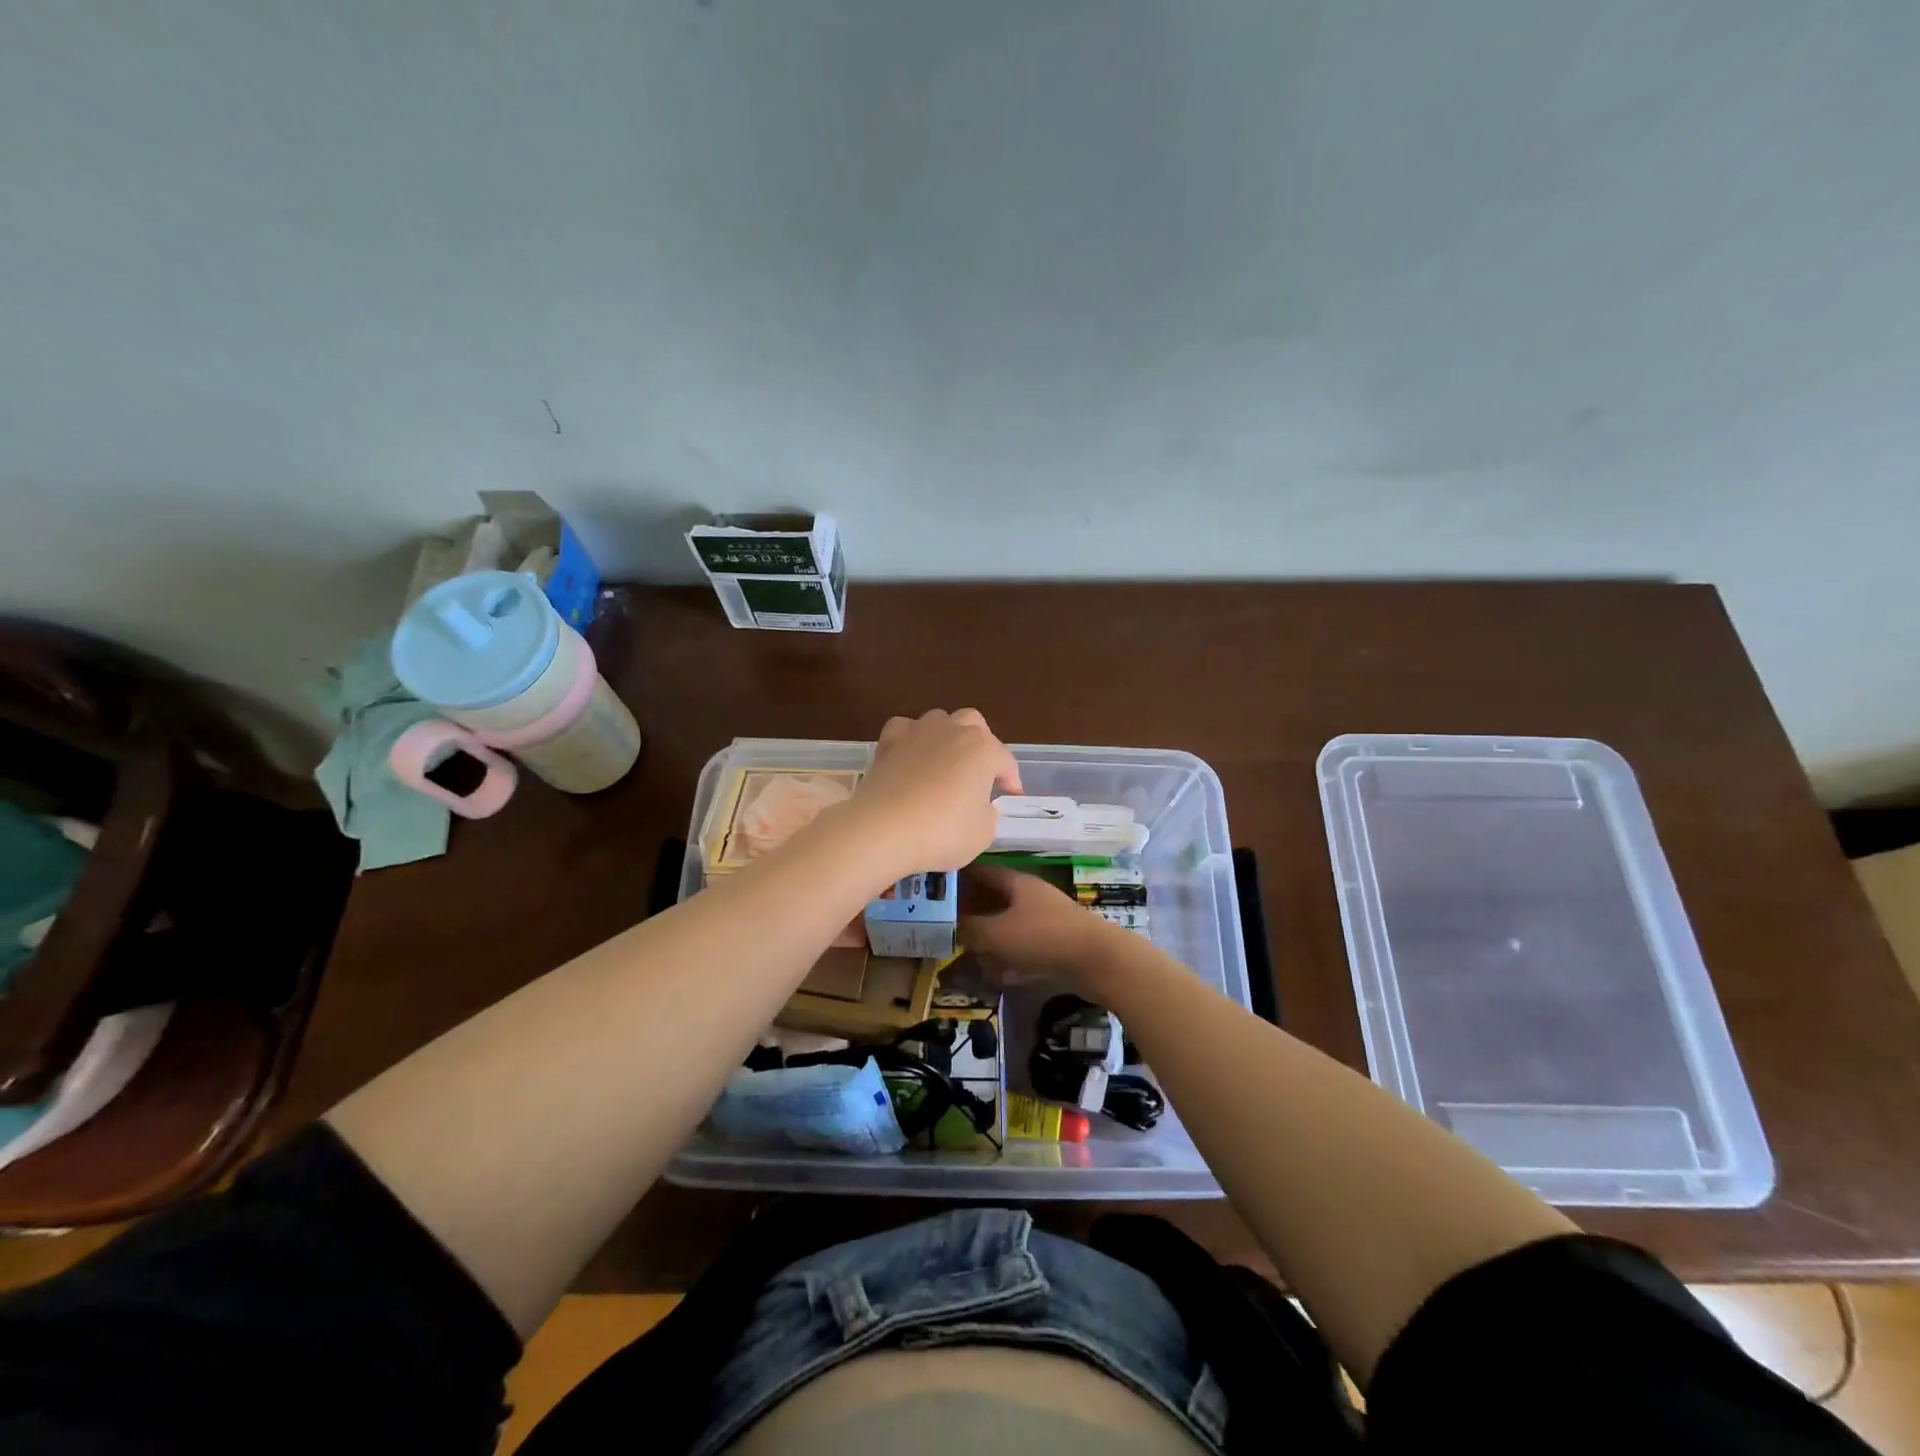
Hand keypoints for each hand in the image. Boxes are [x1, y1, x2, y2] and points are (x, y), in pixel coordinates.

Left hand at [849, 709, 1022, 877]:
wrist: (882, 829)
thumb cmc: (941, 832)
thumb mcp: (983, 833)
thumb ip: (988, 814)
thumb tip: (979, 806)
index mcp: (983, 749)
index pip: (1005, 761)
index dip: (1010, 781)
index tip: (1010, 798)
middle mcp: (954, 730)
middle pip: (975, 725)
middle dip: (981, 745)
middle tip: (978, 773)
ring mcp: (918, 731)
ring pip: (940, 720)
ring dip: (947, 737)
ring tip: (944, 763)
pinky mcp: (888, 742)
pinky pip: (905, 729)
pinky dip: (911, 739)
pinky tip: (910, 756)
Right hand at [959, 865, 1109, 984]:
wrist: (1097, 960)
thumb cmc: (1042, 937)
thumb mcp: (997, 933)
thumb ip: (971, 929)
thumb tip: (953, 927)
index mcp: (1016, 882)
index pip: (981, 871)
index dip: (959, 877)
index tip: (937, 887)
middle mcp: (1030, 896)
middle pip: (994, 900)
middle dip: (972, 914)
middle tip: (946, 927)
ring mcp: (1045, 920)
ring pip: (1008, 926)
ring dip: (990, 940)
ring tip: (967, 955)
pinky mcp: (1055, 944)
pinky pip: (1024, 948)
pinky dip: (1009, 959)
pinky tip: (997, 975)